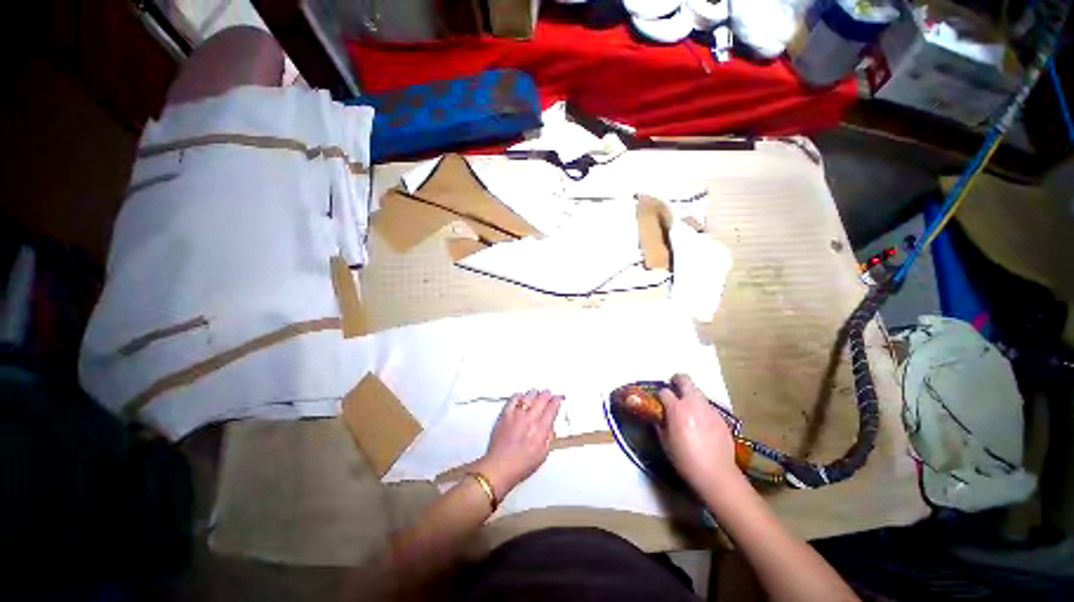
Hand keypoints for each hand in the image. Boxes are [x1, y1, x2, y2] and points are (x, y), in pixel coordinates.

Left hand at [474, 390, 560, 496]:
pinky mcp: (505, 415)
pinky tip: (520, 396)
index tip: (558, 399)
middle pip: (541, 399)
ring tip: (536, 393)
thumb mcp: (542, 455)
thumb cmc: (520, 466)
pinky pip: (513, 399)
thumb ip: (549, 438)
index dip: (557, 401)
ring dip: (534, 393)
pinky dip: (518, 396)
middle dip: (547, 394)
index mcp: (540, 430)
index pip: (552, 409)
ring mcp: (516, 416)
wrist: (499, 468)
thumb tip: (551, 427)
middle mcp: (529, 420)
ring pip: (528, 396)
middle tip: (549, 393)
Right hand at [659, 374, 741, 491]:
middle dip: (677, 380)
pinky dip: (701, 409)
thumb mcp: (665, 442)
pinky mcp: (721, 417)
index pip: (664, 391)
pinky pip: (707, 406)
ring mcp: (709, 409)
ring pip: (697, 392)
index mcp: (677, 409)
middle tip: (673, 389)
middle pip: (684, 380)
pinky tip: (701, 424)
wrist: (717, 474)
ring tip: (688, 411)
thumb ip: (660, 423)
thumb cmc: (685, 460)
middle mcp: (694, 403)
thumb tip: (658, 415)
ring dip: (690, 396)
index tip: (658, 403)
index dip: (659, 395)